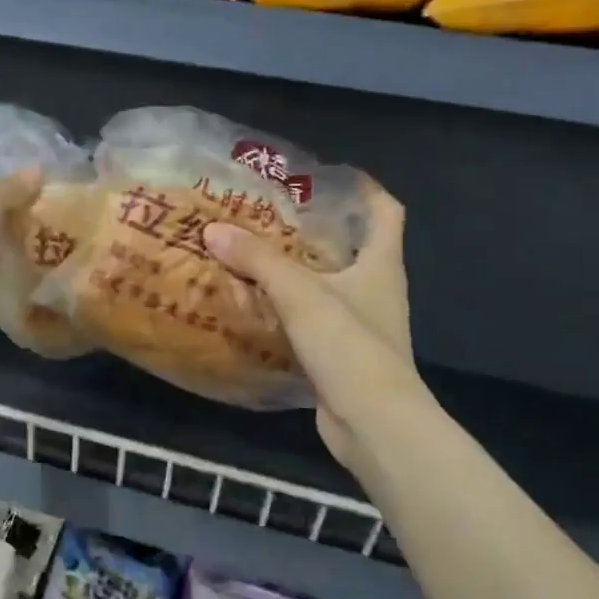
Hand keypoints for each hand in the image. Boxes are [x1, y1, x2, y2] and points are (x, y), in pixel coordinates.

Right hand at [203, 180, 418, 467]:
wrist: (373, 422)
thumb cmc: (348, 345)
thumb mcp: (300, 293)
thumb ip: (257, 260)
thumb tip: (213, 229)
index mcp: (381, 264)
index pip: (385, 212)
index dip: (363, 189)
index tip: (325, 176)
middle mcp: (376, 290)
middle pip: (350, 247)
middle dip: (311, 230)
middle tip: (266, 216)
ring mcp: (360, 326)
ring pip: (325, 286)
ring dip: (294, 272)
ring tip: (249, 256)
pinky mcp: (340, 355)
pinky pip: (309, 321)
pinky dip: (284, 311)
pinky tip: (251, 307)